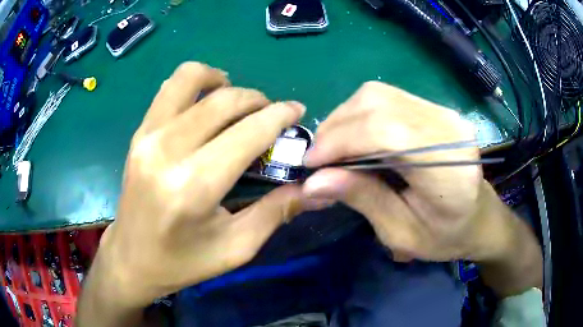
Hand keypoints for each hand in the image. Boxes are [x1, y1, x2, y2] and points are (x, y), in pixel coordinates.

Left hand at [93, 62, 305, 307]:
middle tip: (271, 115)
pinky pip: (169, 89)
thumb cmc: (183, 262)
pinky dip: (195, 84)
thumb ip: (276, 212)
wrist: (131, 259)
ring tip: (236, 102)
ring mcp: (147, 136)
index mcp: (194, 186)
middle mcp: (167, 150)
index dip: (280, 115)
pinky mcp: (138, 133)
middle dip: (258, 100)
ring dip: (222, 81)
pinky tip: (205, 105)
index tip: (298, 110)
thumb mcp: (236, 248)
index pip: (248, 132)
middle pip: (223, 100)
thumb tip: (309, 185)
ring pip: (190, 77)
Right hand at [303, 81, 511, 261]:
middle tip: (318, 158)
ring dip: (345, 118)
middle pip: (378, 104)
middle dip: (337, 128)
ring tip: (334, 148)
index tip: (311, 163)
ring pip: (378, 94)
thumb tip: (313, 182)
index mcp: (449, 170)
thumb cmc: (445, 236)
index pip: (387, 133)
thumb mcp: (401, 233)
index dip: (341, 141)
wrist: (478, 217)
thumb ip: (362, 200)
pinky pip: (387, 97)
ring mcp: (444, 112)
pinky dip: (360, 114)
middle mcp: (449, 129)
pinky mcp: (436, 108)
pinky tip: (355, 137)